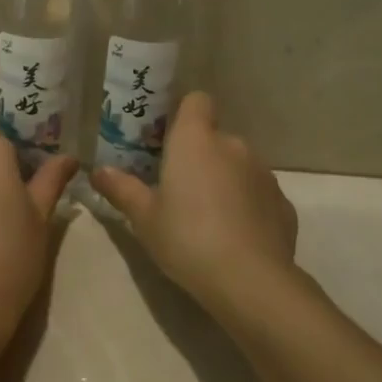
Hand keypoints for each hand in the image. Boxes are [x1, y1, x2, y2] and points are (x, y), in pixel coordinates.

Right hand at [89, 92, 298, 318]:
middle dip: (201, 157)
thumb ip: (122, 189)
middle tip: (180, 190)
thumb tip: (98, 171)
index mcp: (196, 140)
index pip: (197, 100)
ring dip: (225, 181)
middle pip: (215, 138)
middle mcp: (233, 145)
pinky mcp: (283, 202)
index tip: (169, 139)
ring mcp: (264, 173)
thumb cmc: (187, 239)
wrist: (251, 281)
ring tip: (209, 219)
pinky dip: (248, 206)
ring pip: (239, 166)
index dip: (185, 114)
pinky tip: (237, 238)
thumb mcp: (144, 218)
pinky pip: (258, 194)